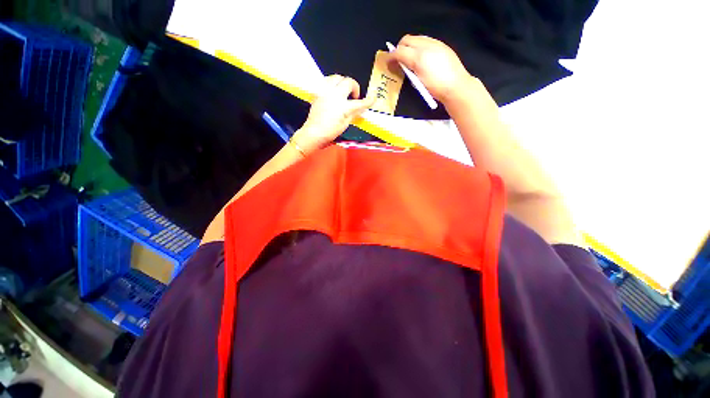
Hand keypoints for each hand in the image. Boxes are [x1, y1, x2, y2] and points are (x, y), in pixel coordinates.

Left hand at [294, 75, 375, 153]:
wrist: (314, 132)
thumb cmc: (330, 132)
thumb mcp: (345, 124)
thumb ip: (354, 113)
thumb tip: (360, 107)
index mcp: (343, 107)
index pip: (360, 102)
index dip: (368, 100)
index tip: (373, 98)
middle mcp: (335, 96)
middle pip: (348, 82)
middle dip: (354, 87)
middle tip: (354, 96)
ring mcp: (325, 92)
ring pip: (337, 77)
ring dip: (343, 82)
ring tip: (343, 91)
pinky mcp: (318, 92)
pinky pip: (327, 81)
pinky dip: (332, 83)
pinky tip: (333, 91)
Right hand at [391, 35, 474, 103]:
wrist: (456, 87)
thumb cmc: (435, 88)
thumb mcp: (417, 81)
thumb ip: (407, 69)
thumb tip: (399, 64)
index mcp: (419, 56)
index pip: (400, 50)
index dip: (392, 56)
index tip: (388, 63)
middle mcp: (427, 45)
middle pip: (407, 40)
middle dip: (399, 48)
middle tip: (398, 61)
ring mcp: (436, 44)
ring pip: (416, 39)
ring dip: (409, 47)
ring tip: (409, 60)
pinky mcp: (442, 46)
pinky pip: (426, 41)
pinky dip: (419, 47)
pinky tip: (421, 58)